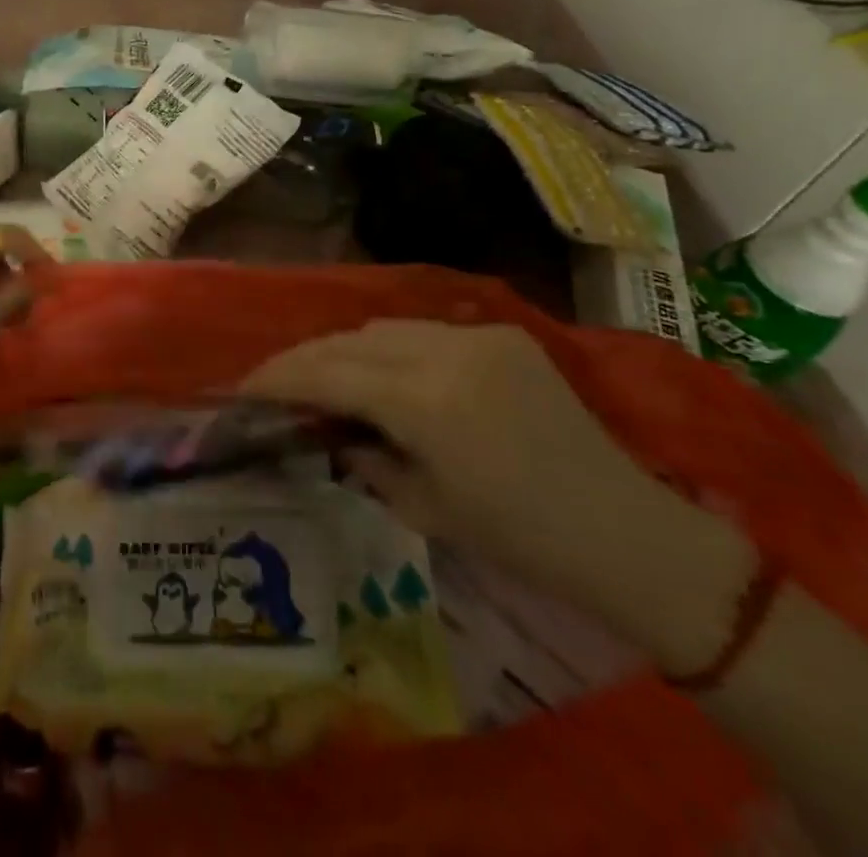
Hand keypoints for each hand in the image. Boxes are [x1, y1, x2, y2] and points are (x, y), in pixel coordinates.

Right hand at [244, 320, 752, 668]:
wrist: (624, 529)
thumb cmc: (519, 538)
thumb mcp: (423, 507)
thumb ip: (363, 459)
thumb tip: (328, 431)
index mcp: (424, 403)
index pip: (328, 374)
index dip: (279, 378)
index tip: (243, 386)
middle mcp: (445, 352)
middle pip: (348, 341)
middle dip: (303, 359)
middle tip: (273, 381)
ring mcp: (477, 335)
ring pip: (382, 328)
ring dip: (345, 349)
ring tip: (324, 376)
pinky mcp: (501, 333)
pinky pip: (423, 331)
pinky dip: (389, 348)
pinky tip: (385, 374)